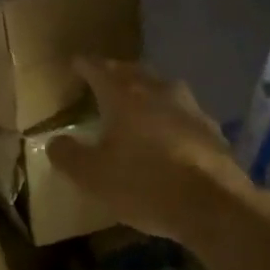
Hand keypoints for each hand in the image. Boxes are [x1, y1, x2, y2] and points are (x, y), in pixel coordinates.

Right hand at [47, 59, 255, 244]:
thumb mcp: (92, 176)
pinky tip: (169, 133)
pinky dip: (170, 116)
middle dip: (115, 73)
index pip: (98, 68)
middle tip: (103, 79)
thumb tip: (55, 141)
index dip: (84, 65)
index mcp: (123, 95)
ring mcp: (190, 107)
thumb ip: (68, 155)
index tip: (75, 64)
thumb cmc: (144, 183)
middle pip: (132, 71)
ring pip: (162, 88)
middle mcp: (157, 90)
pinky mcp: (212, 129)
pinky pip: (183, 112)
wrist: (214, 205)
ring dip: (146, 91)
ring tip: (136, 102)